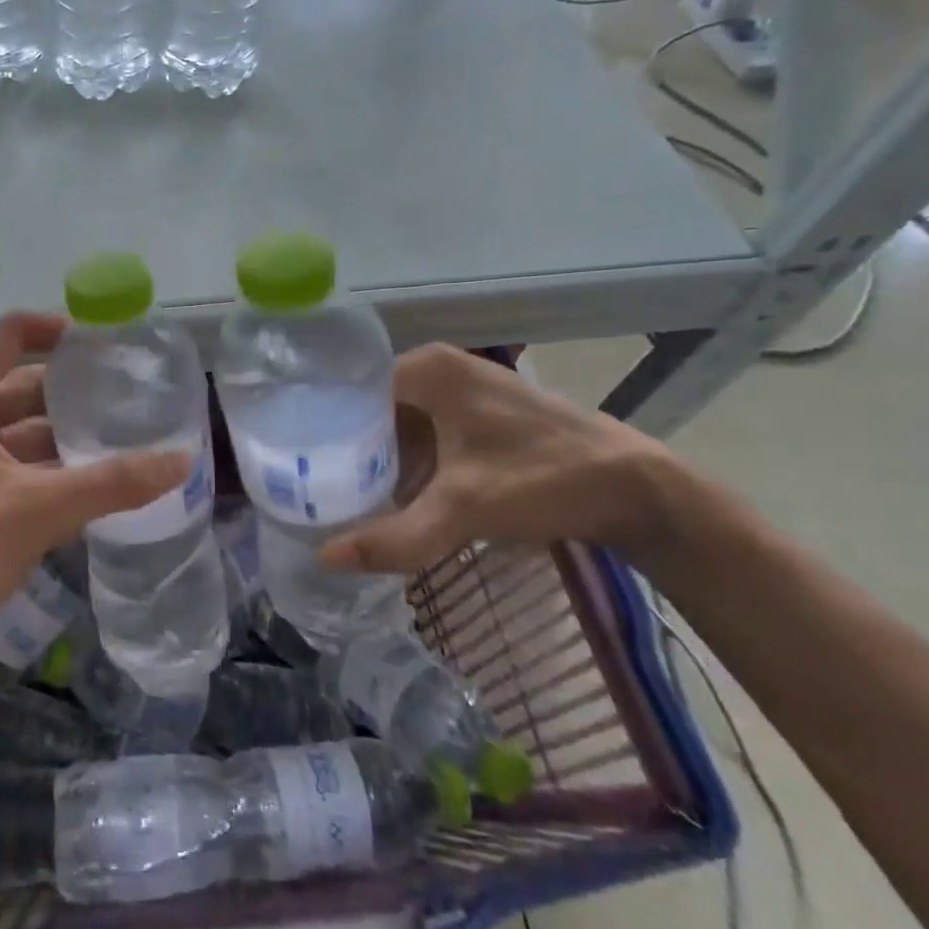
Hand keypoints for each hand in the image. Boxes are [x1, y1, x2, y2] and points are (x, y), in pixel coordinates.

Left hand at [0, 313, 190, 669]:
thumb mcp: (36, 511)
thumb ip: (112, 482)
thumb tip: (182, 460)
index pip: (12, 334)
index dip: (59, 330)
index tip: (109, 344)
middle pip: (19, 383)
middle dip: (72, 392)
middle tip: (132, 398)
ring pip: (16, 429)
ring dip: (62, 436)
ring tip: (123, 440)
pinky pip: (8, 465)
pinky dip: (45, 469)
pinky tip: (90, 485)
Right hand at [324, 345, 687, 573]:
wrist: (637, 490)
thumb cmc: (543, 480)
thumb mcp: (462, 510)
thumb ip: (394, 537)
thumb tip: (325, 560)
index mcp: (426, 369)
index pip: (347, 389)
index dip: (317, 424)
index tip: (290, 460)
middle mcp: (439, 369)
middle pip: (369, 407)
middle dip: (343, 447)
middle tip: (309, 485)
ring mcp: (464, 390)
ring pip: (397, 422)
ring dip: (375, 457)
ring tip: (337, 493)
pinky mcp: (481, 415)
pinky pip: (424, 432)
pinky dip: (406, 461)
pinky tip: (392, 494)